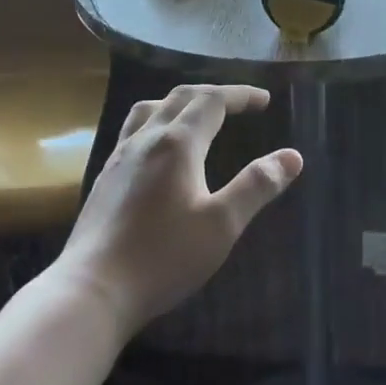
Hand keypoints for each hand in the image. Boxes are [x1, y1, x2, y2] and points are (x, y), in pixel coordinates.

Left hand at [57, 84, 301, 335]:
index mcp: (177, 143)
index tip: (264, 100)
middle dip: (214, 94)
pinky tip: (159, 150)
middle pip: (181, 97)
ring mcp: (120, 156)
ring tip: (197, 116)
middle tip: (239, 104)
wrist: (93, 290)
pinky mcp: (105, 176)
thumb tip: (292, 156)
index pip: (212, 100)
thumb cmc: (163, 257)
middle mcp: (146, 139)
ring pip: (150, 109)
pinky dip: (157, 121)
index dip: (240, 95)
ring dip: (180, 103)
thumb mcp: (222, 225)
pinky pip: (133, 130)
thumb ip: (257, 186)